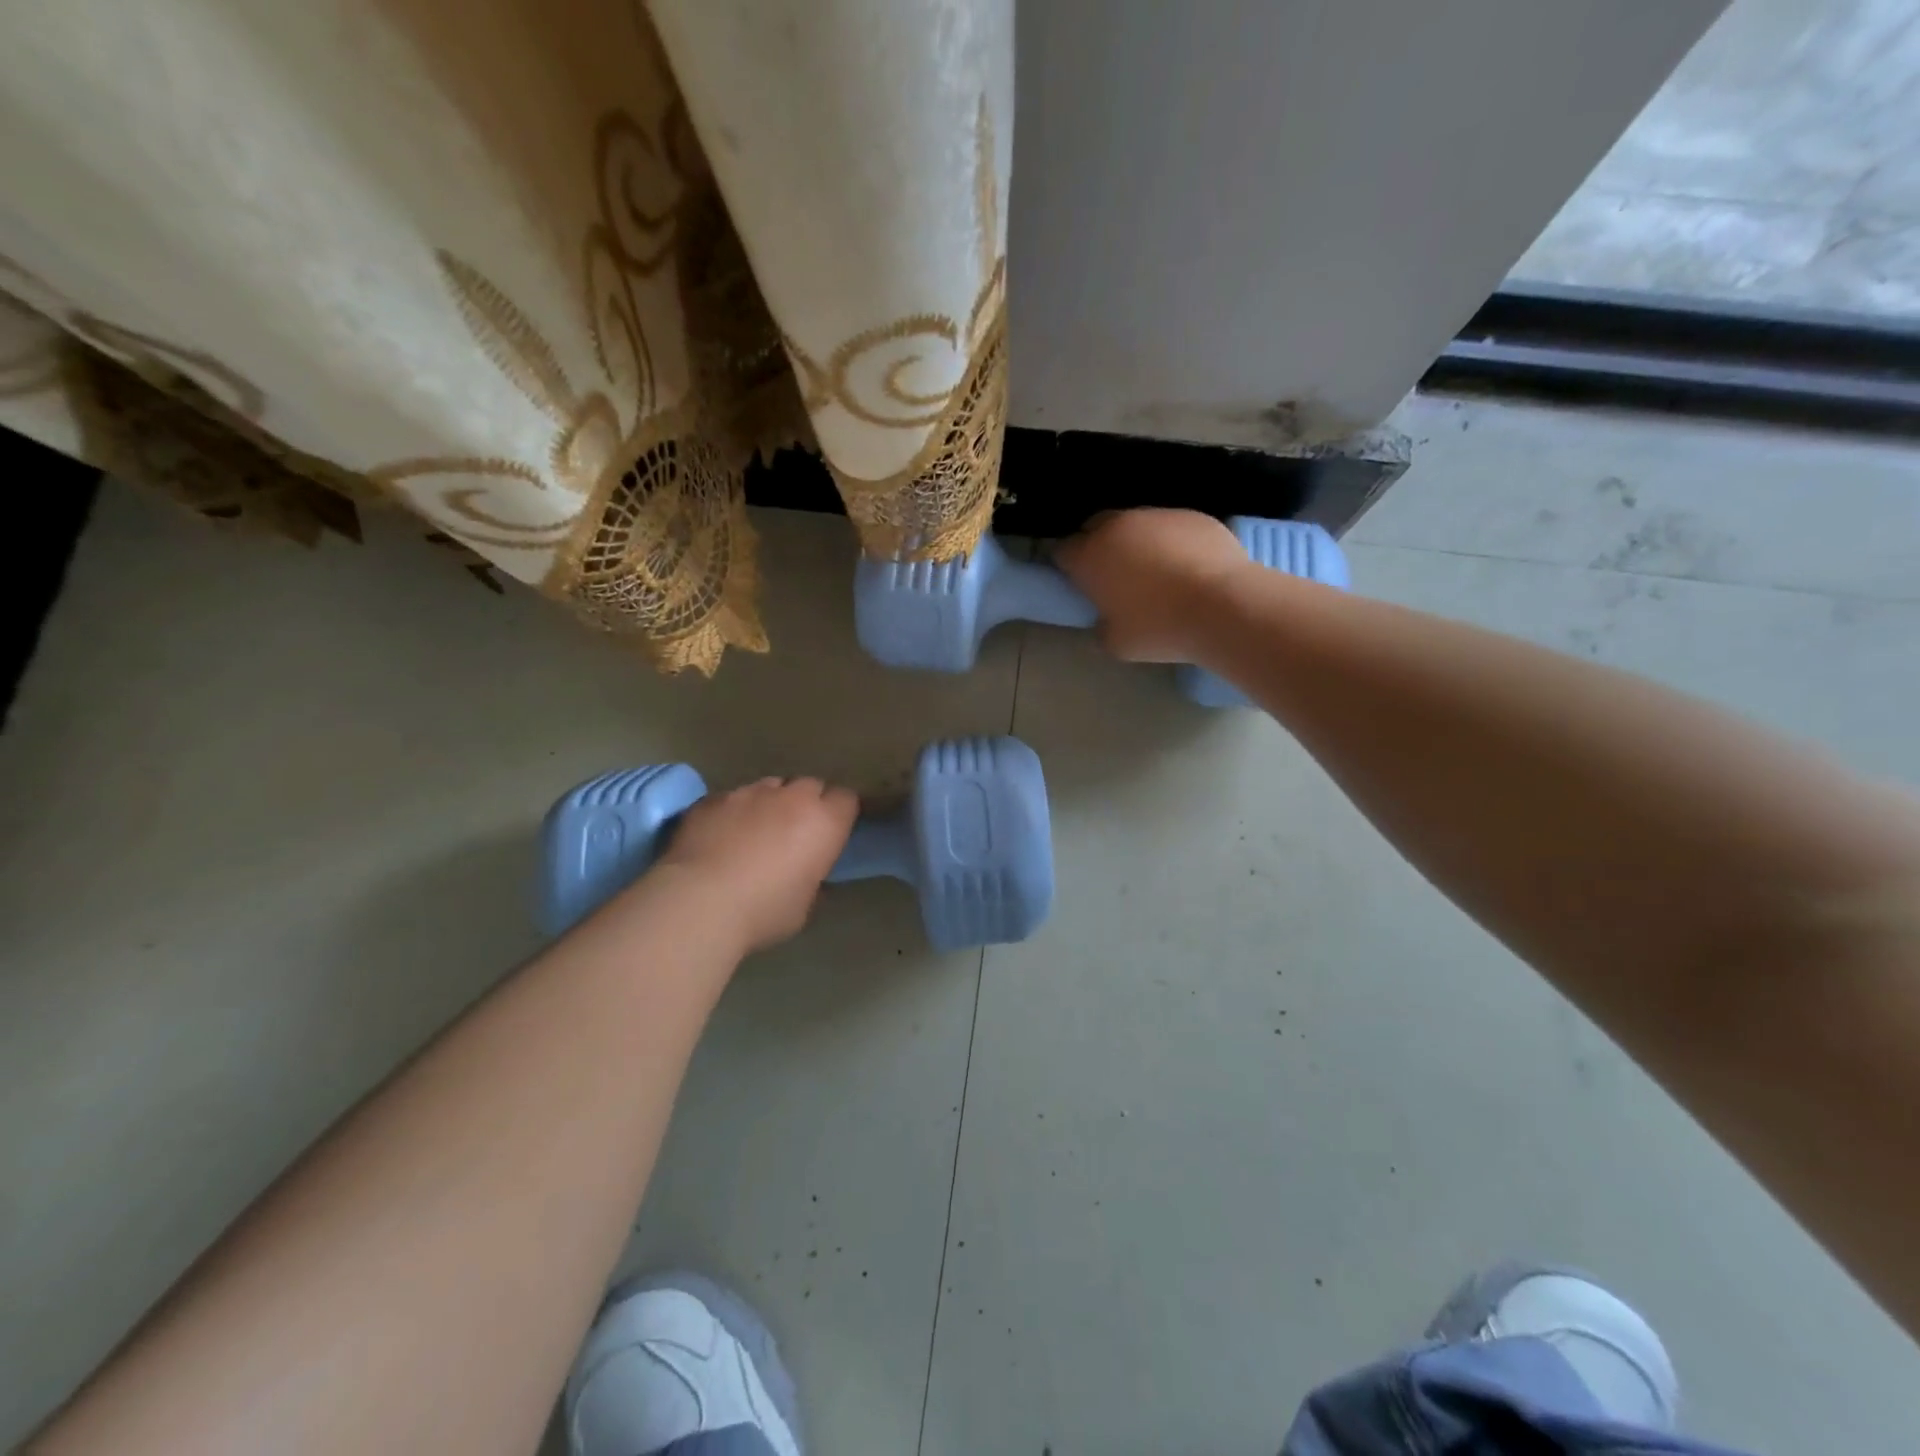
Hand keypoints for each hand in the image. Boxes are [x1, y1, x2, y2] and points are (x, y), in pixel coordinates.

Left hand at [656, 777, 859, 951]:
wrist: (698, 902)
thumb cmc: (763, 911)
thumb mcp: (804, 906)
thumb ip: (812, 880)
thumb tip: (807, 873)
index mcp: (824, 823)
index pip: (846, 799)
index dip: (839, 813)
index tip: (831, 833)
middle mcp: (792, 797)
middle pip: (810, 785)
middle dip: (807, 803)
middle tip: (795, 832)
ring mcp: (750, 793)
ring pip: (770, 787)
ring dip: (770, 804)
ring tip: (755, 831)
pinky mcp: (713, 798)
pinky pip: (732, 797)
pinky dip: (734, 811)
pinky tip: (720, 836)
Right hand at [1054, 509, 1249, 662]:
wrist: (1224, 606)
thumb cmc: (1159, 628)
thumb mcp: (1116, 643)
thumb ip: (1101, 627)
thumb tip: (1105, 620)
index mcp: (1090, 556)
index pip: (1063, 552)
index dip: (1068, 568)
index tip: (1079, 585)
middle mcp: (1118, 526)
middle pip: (1095, 527)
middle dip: (1097, 546)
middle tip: (1112, 576)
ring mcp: (1157, 515)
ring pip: (1135, 524)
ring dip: (1135, 542)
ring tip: (1154, 572)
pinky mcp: (1192, 515)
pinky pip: (1170, 526)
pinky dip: (1170, 542)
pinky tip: (1186, 567)